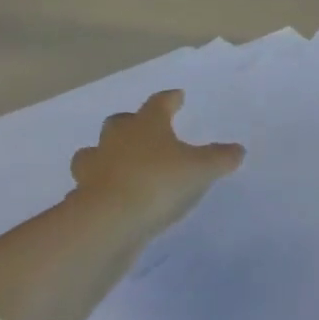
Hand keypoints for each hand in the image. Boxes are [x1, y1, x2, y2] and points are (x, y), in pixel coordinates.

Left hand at [70, 90, 243, 240]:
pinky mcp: (79, 199)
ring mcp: (93, 169)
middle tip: (142, 129)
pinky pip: (87, 188)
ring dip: (104, 155)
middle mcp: (117, 140)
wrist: (106, 223)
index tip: (177, 96)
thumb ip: (220, 158)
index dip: (169, 99)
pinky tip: (107, 199)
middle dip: (130, 124)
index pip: (158, 103)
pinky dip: (96, 189)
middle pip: (119, 123)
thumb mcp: (201, 170)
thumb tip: (238, 150)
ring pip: (93, 153)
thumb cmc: (158, 183)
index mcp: (147, 125)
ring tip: (117, 164)